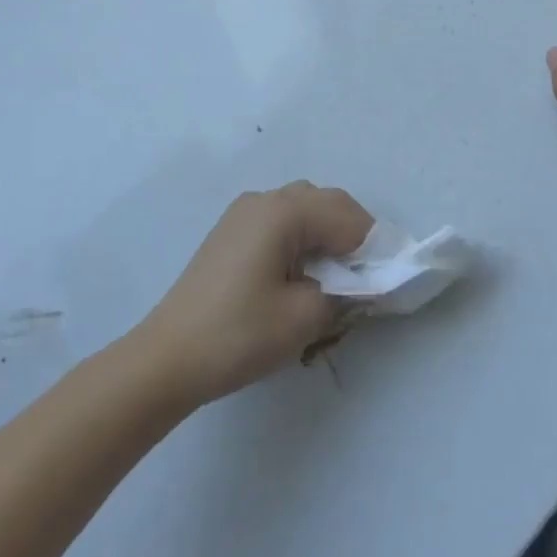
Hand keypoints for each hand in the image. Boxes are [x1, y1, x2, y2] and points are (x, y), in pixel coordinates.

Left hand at [137, 183, 372, 406]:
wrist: (168, 357)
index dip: (374, 248)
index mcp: (284, 211)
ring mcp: (243, 213)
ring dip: (327, 235)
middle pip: (326, 203)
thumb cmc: (239, 334)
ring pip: (304, 209)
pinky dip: (302, 239)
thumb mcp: (305, 318)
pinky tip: (301, 275)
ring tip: (336, 279)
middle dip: (353, 236)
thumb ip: (345, 293)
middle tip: (366, 280)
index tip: (388, 281)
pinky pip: (280, 222)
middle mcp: (265, 199)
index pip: (348, 216)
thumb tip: (361, 284)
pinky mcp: (231, 231)